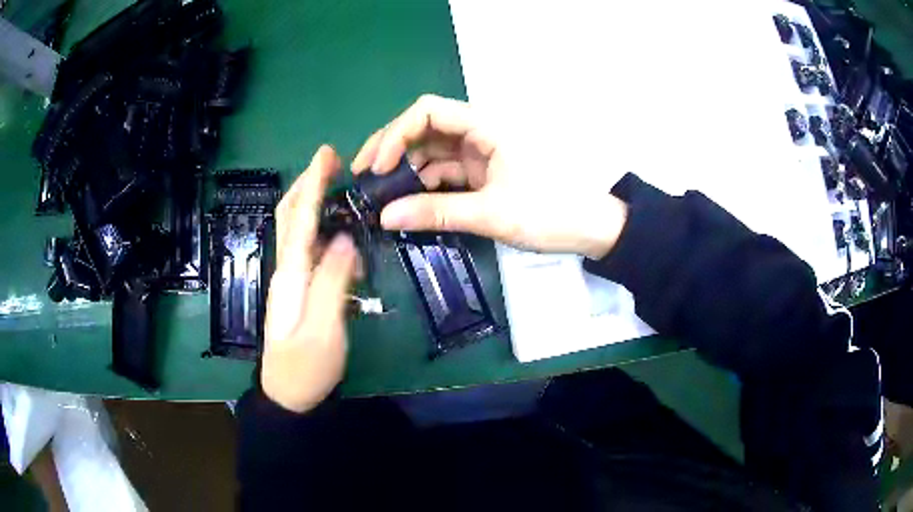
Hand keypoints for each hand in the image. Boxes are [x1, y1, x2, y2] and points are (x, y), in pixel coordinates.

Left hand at [262, 145, 357, 412]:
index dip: (312, 183)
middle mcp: (287, 270)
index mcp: (291, 274)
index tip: (325, 154)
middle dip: (307, 184)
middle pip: (290, 217)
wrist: (288, 395)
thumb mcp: (325, 328)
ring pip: (298, 231)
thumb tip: (345, 239)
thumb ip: (333, 282)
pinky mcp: (298, 291)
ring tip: (338, 187)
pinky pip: (309, 251)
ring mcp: (291, 281)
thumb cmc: (306, 366)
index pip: (300, 219)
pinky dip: (321, 231)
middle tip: (331, 162)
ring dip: (313, 203)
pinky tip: (341, 234)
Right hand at [352, 94, 627, 258]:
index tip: (377, 168)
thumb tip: (385, 216)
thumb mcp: (491, 213)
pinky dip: (424, 186)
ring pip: (432, 153)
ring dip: (405, 171)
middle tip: (364, 179)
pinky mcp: (483, 173)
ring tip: (378, 197)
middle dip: (391, 150)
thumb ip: (436, 212)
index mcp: (485, 126)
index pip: (428, 111)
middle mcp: (478, 132)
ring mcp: (480, 153)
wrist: (592, 228)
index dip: (395, 134)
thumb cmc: (550, 212)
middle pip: (424, 129)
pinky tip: (406, 203)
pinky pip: (445, 173)